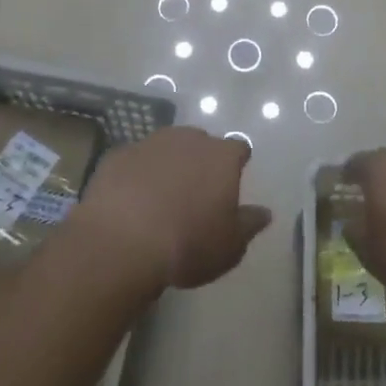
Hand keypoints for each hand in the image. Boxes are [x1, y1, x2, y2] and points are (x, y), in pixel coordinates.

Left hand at [72, 127, 271, 292]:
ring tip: (160, 198)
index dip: (236, 165)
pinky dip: (137, 175)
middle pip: (201, 143)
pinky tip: (130, 201)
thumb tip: (265, 213)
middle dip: (200, 162)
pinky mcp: (119, 155)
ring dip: (168, 165)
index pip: (239, 149)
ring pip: (167, 147)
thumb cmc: (187, 245)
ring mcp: (151, 143)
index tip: (231, 185)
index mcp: (221, 157)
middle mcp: (189, 139)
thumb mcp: (229, 247)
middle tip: (194, 195)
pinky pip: (135, 161)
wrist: (122, 242)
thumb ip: (249, 225)